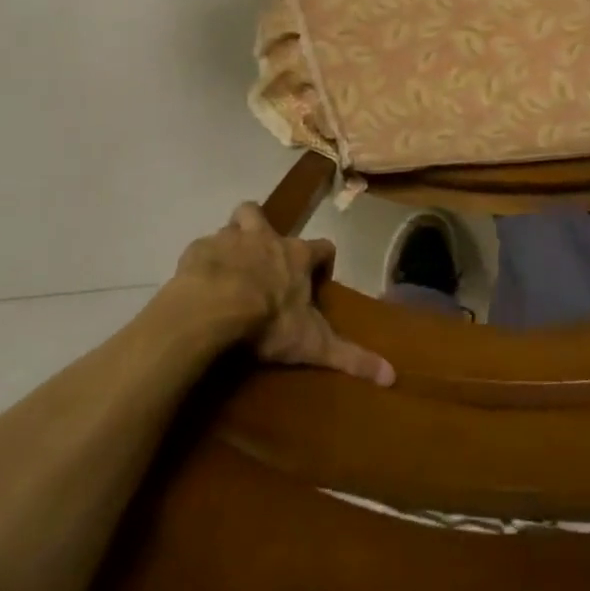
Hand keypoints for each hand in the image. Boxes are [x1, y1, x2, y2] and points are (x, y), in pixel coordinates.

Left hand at [167, 203, 394, 386]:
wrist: (214, 307)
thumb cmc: (269, 320)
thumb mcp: (313, 344)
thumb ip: (351, 357)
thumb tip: (392, 375)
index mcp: (296, 256)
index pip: (323, 246)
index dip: (324, 259)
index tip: (319, 278)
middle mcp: (264, 238)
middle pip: (263, 215)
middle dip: (261, 228)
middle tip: (260, 257)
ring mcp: (229, 240)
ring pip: (230, 225)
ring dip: (230, 241)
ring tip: (226, 268)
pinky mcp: (197, 251)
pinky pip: (200, 249)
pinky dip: (201, 262)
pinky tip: (198, 282)